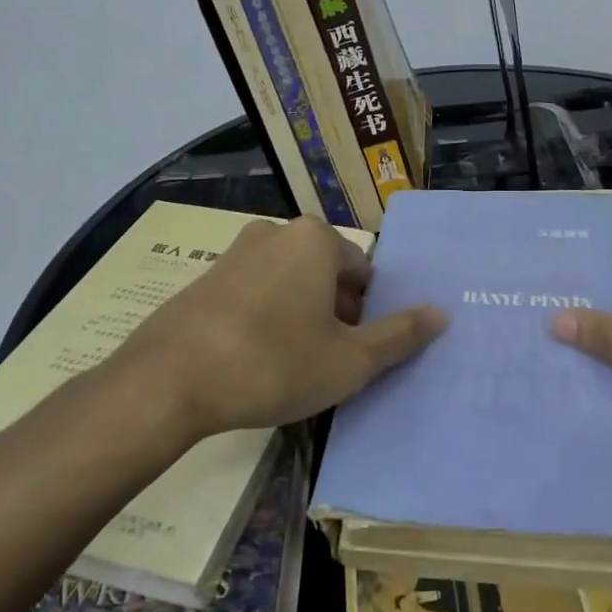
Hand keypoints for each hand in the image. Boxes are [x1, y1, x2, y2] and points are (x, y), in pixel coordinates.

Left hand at [121, 214, 445, 440]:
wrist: (169, 380)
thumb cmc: (274, 362)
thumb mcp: (349, 361)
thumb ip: (399, 336)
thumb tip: (441, 314)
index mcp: (316, 239)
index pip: (363, 272)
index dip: (366, 315)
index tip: (353, 353)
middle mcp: (277, 231)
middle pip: (325, 274)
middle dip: (334, 314)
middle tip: (326, 362)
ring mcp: (236, 252)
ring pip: (289, 283)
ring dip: (300, 316)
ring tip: (291, 364)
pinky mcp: (205, 277)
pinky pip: (253, 293)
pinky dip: (264, 318)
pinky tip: (253, 359)